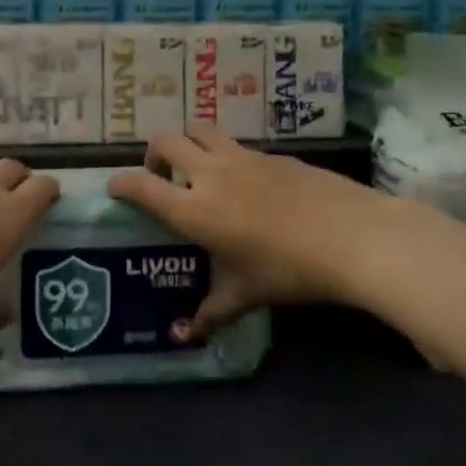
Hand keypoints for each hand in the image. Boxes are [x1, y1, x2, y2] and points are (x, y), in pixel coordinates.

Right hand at [107, 128, 388, 342]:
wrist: (351, 235)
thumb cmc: (289, 270)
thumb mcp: (246, 295)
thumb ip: (211, 312)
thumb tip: (186, 336)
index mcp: (194, 210)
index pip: (142, 185)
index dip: (121, 183)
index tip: (115, 189)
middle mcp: (210, 175)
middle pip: (165, 141)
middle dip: (153, 154)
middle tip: (161, 175)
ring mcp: (241, 158)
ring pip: (199, 130)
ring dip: (187, 142)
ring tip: (197, 167)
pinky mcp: (271, 153)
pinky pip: (235, 144)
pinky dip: (225, 155)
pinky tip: (245, 181)